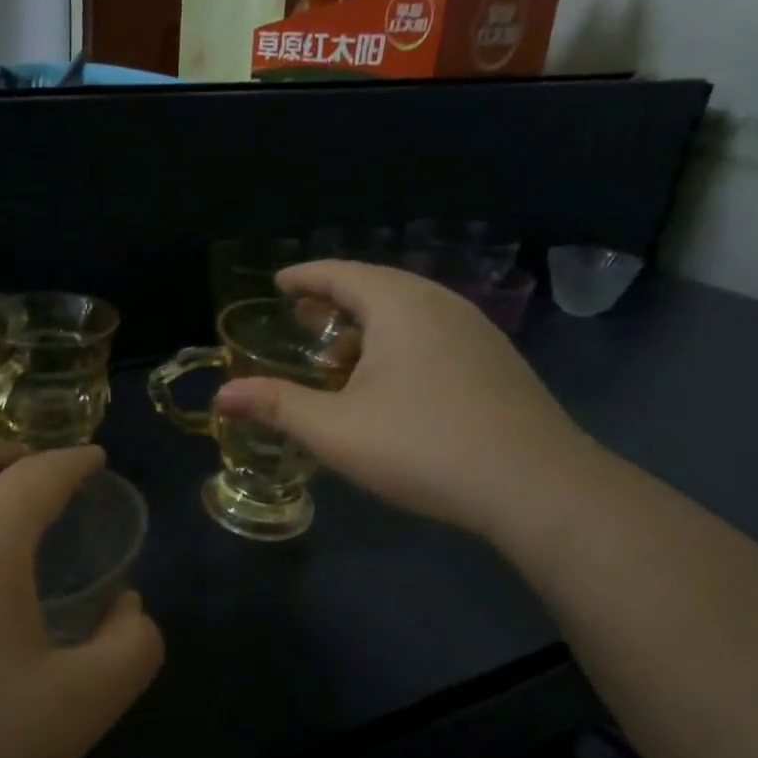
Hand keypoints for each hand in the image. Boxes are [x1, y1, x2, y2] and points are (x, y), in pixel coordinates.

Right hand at [214, 261, 595, 540]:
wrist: (535, 485)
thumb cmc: (422, 445)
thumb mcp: (336, 429)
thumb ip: (277, 406)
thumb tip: (222, 396)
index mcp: (400, 305)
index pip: (342, 273)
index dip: (305, 276)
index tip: (279, 283)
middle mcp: (441, 305)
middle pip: (378, 288)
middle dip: (335, 301)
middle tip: (303, 317)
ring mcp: (476, 333)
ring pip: (409, 314)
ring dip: (368, 327)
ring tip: (340, 355)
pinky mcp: (496, 364)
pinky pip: (433, 336)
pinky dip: (398, 345)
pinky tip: (390, 385)